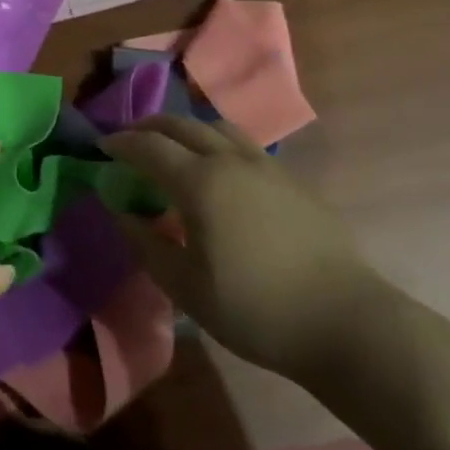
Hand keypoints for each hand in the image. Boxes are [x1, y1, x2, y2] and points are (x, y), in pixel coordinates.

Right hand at [101, 115, 387, 382]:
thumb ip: (147, 245)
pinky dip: (217, 143)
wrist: (348, 325)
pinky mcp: (292, 181)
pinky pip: (244, 145)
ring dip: (186, 128)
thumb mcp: (187, 288)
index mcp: (199, 182)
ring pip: (216, 126)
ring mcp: (266, 167)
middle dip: (148, 126)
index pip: (148, 146)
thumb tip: (121, 213)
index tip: (101, 147)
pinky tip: (221, 172)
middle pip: (180, 124)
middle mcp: (229, 160)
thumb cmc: (257, 310)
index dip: (120, 143)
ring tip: (174, 147)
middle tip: (130, 140)